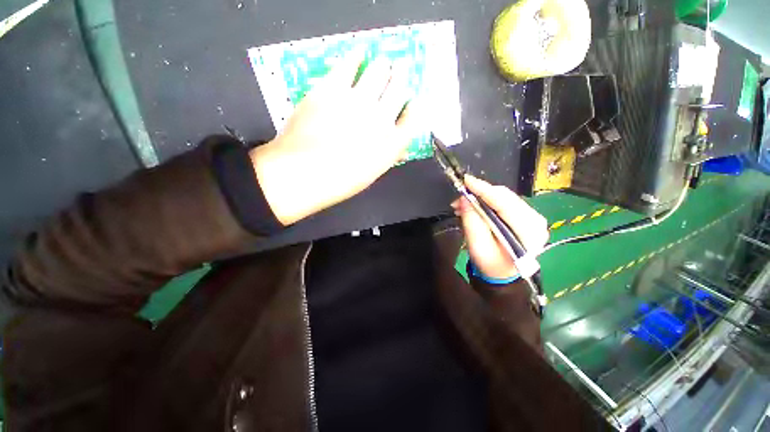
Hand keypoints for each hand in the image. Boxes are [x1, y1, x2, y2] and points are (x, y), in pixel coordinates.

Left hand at [250, 52, 419, 224]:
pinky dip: (356, 56)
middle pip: (400, 87)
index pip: (413, 117)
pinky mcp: (332, 87)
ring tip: (383, 63)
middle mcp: (381, 117)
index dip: (413, 107)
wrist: (304, 173)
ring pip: (380, 70)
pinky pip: (349, 64)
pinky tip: (359, 53)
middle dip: (401, 79)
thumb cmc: (340, 181)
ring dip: (384, 66)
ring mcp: (358, 100)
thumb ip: (387, 155)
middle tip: (398, 73)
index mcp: (392, 143)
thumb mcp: (371, 173)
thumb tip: (399, 147)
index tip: (411, 103)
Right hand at [452, 176, 548, 278]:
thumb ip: (472, 222)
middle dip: (480, 193)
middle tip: (459, 197)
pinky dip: (488, 200)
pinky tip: (474, 205)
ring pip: (504, 197)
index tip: (466, 180)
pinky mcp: (526, 215)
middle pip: (506, 197)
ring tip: (463, 203)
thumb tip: (464, 199)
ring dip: (482, 196)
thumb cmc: (490, 264)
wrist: (502, 273)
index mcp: (528, 233)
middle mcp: (536, 221)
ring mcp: (533, 217)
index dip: (484, 190)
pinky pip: (505, 201)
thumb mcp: (477, 247)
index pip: (505, 204)